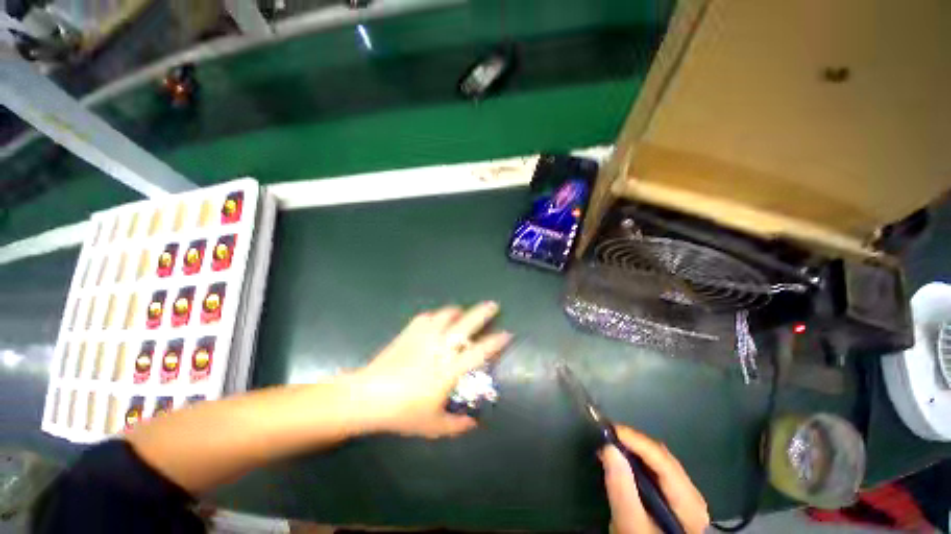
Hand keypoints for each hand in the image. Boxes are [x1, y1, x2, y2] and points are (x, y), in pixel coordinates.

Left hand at [348, 302, 511, 437]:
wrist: (367, 396)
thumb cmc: (402, 412)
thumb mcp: (432, 426)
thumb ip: (456, 425)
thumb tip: (474, 423)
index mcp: (448, 370)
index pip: (479, 352)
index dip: (495, 342)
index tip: (506, 334)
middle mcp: (440, 348)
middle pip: (466, 325)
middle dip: (482, 313)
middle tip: (493, 305)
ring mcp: (423, 337)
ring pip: (446, 315)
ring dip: (458, 311)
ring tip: (463, 311)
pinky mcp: (409, 333)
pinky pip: (427, 317)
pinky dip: (436, 315)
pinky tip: (437, 318)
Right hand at [601, 425, 709, 533]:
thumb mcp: (631, 524)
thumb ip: (622, 489)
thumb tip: (609, 448)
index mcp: (689, 502)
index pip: (663, 460)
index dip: (636, 440)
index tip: (610, 429)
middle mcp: (692, 495)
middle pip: (663, 458)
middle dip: (634, 443)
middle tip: (607, 436)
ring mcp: (686, 497)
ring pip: (660, 462)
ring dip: (635, 450)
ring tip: (611, 445)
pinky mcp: (676, 500)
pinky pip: (657, 471)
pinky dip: (639, 461)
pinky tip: (624, 461)